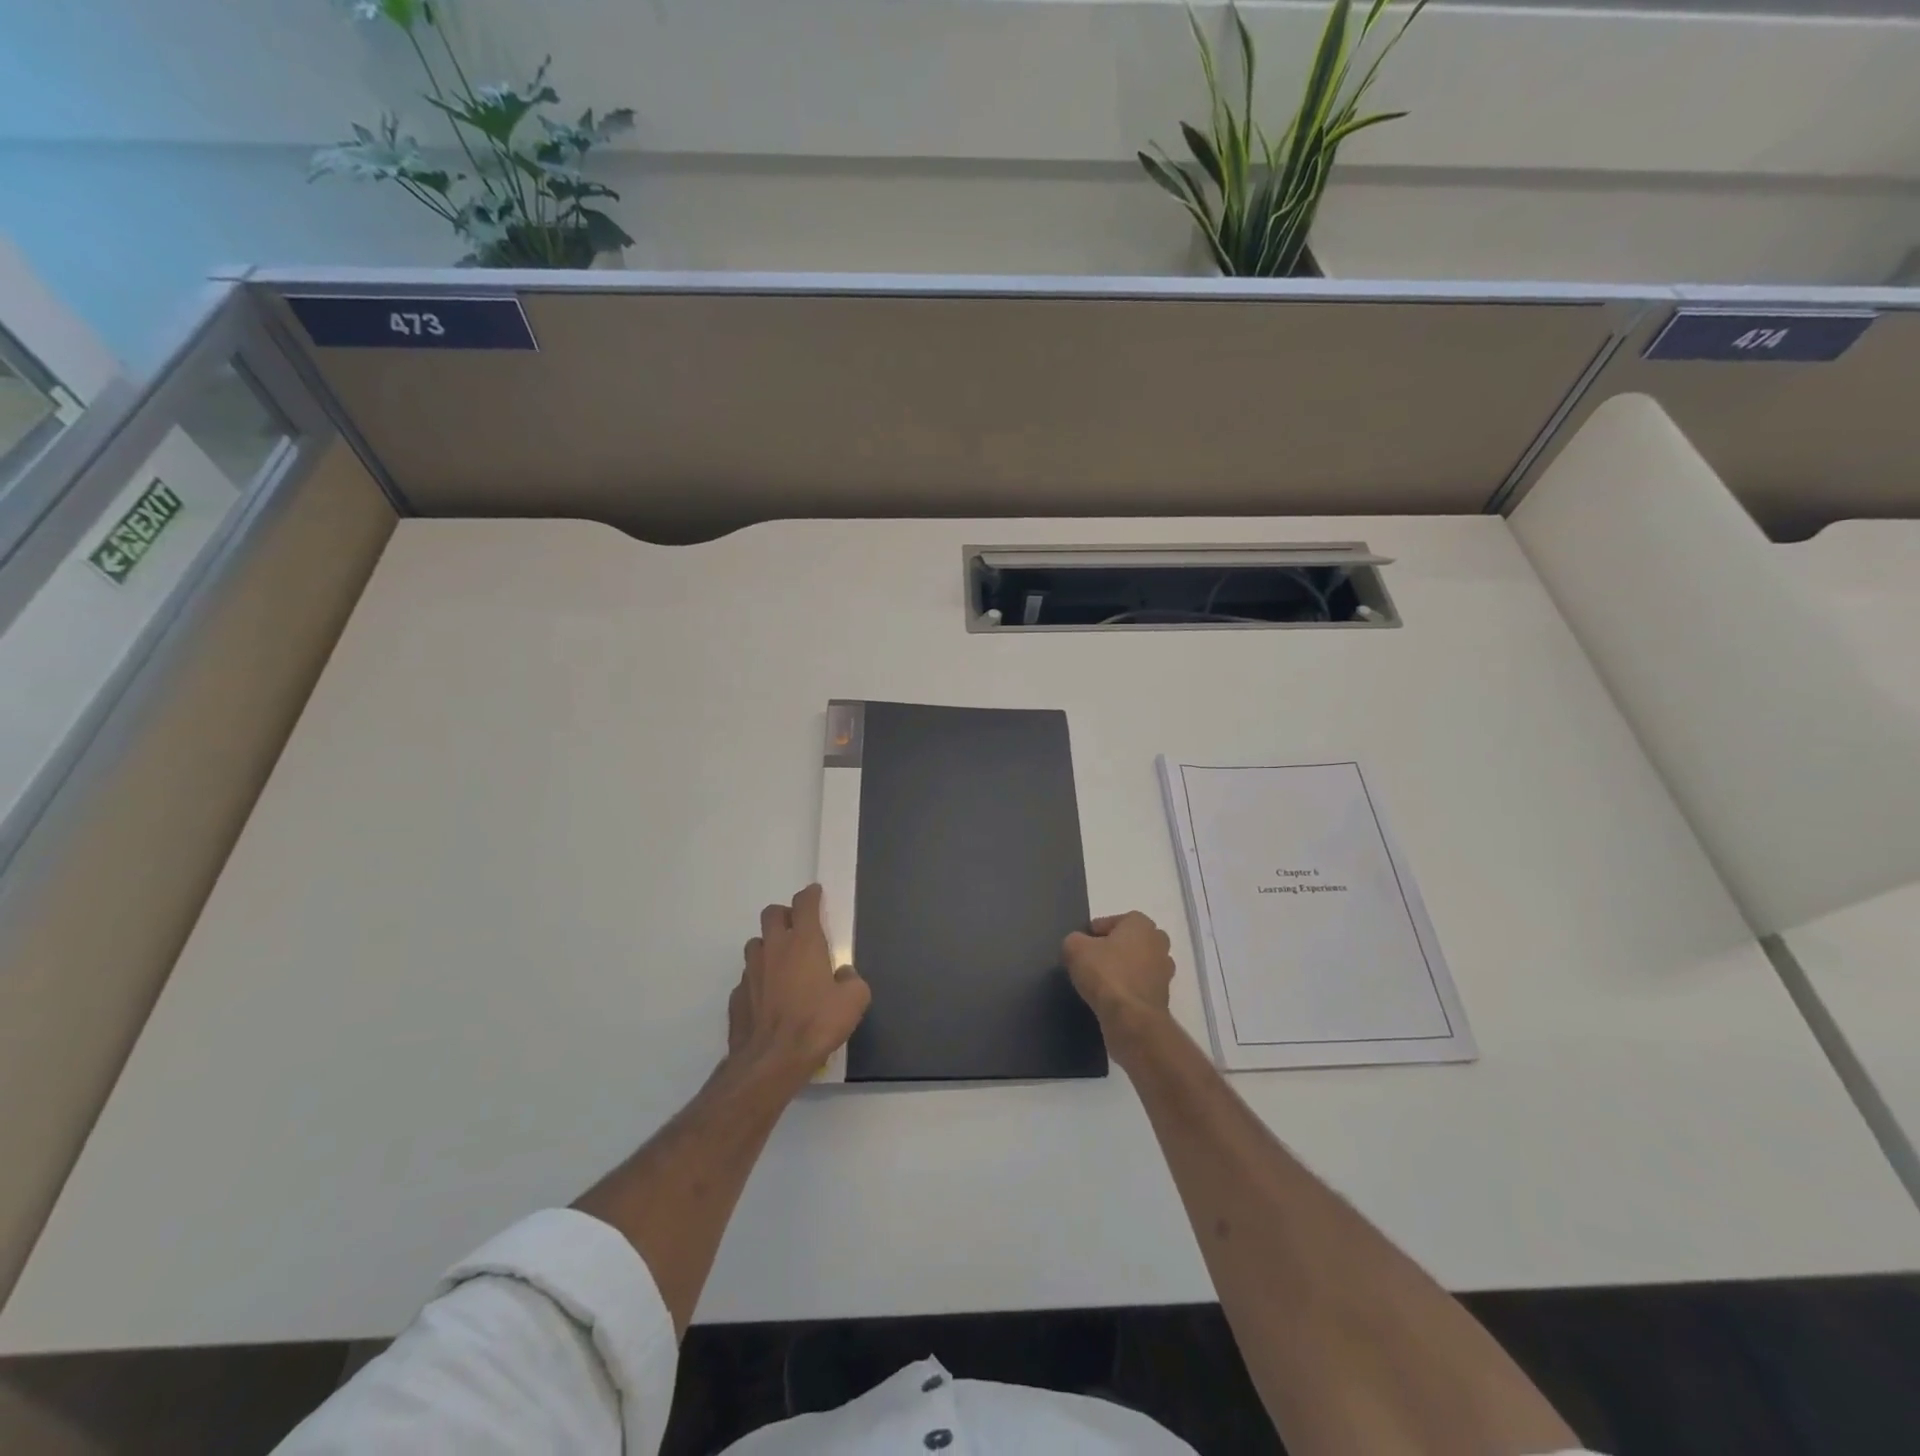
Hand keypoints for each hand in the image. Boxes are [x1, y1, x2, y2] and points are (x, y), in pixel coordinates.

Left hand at [726, 884, 869, 1092]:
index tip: (815, 894)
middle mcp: (774, 949)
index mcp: (804, 942)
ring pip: (756, 944)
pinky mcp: (737, 996)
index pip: (804, 904)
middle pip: (772, 914)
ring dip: (768, 946)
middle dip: (785, 914)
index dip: (811, 895)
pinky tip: (768, 997)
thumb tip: (844, 975)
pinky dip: (758, 980)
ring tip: (782, 963)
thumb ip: (852, 981)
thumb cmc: (816, 1023)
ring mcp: (751, 972)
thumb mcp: (853, 1002)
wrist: (772, 1061)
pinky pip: (748, 978)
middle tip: (798, 928)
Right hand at [1063, 912, 1174, 1030]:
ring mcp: (1164, 972)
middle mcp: (1159, 944)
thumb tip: (1078, 945)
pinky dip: (1129, 989)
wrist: (1132, 1019)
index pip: (1116, 920)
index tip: (1083, 943)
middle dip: (1115, 948)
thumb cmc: (1106, 974)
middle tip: (1094, 959)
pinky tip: (1112, 998)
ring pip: (1139, 964)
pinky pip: (1141, 986)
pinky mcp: (1163, 997)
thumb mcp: (1075, 948)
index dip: (1097, 930)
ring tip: (1101, 981)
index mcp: (1141, 924)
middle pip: (1132, 941)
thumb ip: (1075, 940)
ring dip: (1123, 970)